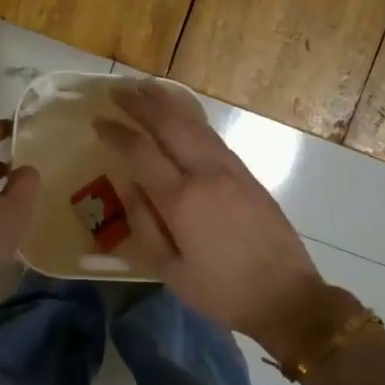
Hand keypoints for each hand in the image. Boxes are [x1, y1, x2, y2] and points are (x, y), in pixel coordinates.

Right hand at [94, 81, 342, 358]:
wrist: (287, 297)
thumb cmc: (222, 292)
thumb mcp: (171, 272)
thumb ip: (144, 225)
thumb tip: (130, 186)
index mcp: (182, 200)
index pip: (141, 152)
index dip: (117, 132)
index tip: (98, 120)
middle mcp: (206, 173)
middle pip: (169, 125)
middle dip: (141, 104)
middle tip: (117, 91)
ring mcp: (231, 169)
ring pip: (194, 124)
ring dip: (167, 103)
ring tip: (145, 88)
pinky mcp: (247, 174)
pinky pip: (212, 135)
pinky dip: (191, 117)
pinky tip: (182, 112)